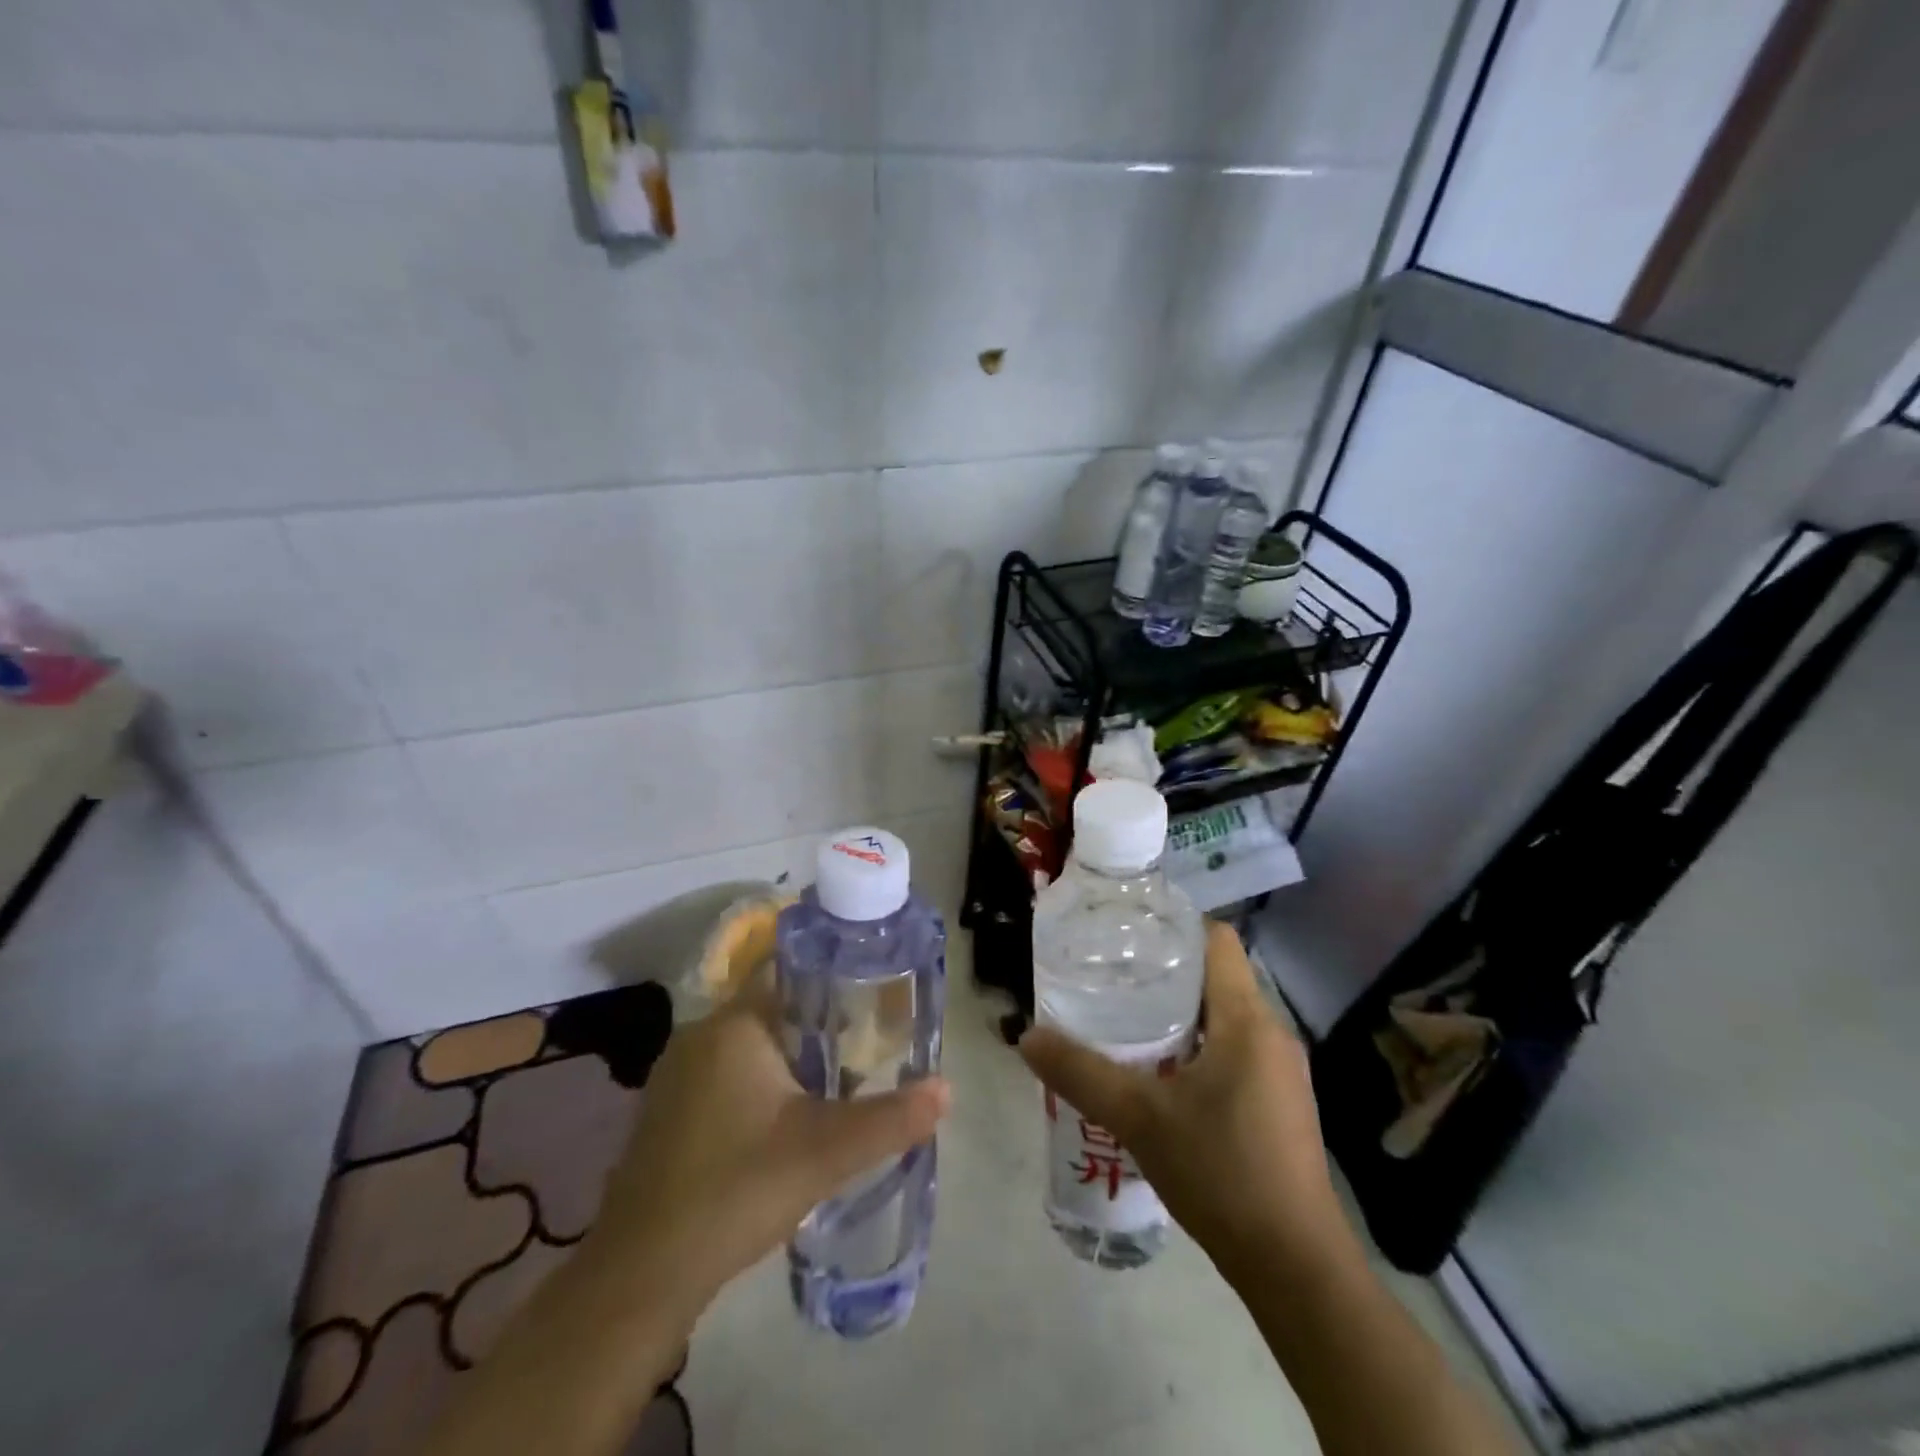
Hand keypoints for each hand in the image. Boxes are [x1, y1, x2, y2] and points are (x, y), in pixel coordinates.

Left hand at [589, 979, 951, 1322]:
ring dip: (789, 1058)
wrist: (640, 1276)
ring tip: (836, 1082)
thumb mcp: (825, 1152)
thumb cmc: (736, 1190)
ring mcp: (676, 1075)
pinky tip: (783, 1121)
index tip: (871, 991)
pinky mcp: (666, 1111)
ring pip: (748, 1045)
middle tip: (866, 1046)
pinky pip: (724, 1075)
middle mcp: (699, 1036)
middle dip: (819, 1024)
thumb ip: (890, 1118)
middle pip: (772, 1009)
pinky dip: (758, 1083)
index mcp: (734, 1026)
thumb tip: (946, 1089)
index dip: (832, 976)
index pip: (788, 971)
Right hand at [1019, 921, 1352, 1281]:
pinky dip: (1197, 1047)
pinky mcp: (1279, 1104)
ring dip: (1180, 1013)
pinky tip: (1160, 1075)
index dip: (1175, 925)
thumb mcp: (1140, 1118)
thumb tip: (1027, 1037)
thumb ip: (1081, 1073)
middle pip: (1217, 977)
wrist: (1296, 1269)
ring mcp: (1280, 1071)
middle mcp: (1271, 1034)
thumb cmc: (1222, 1173)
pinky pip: (1235, 1051)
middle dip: (1165, 971)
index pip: (1218, 940)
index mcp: (1247, 1020)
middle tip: (1112, 976)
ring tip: (1126, 1021)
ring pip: (1225, 1017)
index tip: (1129, 932)